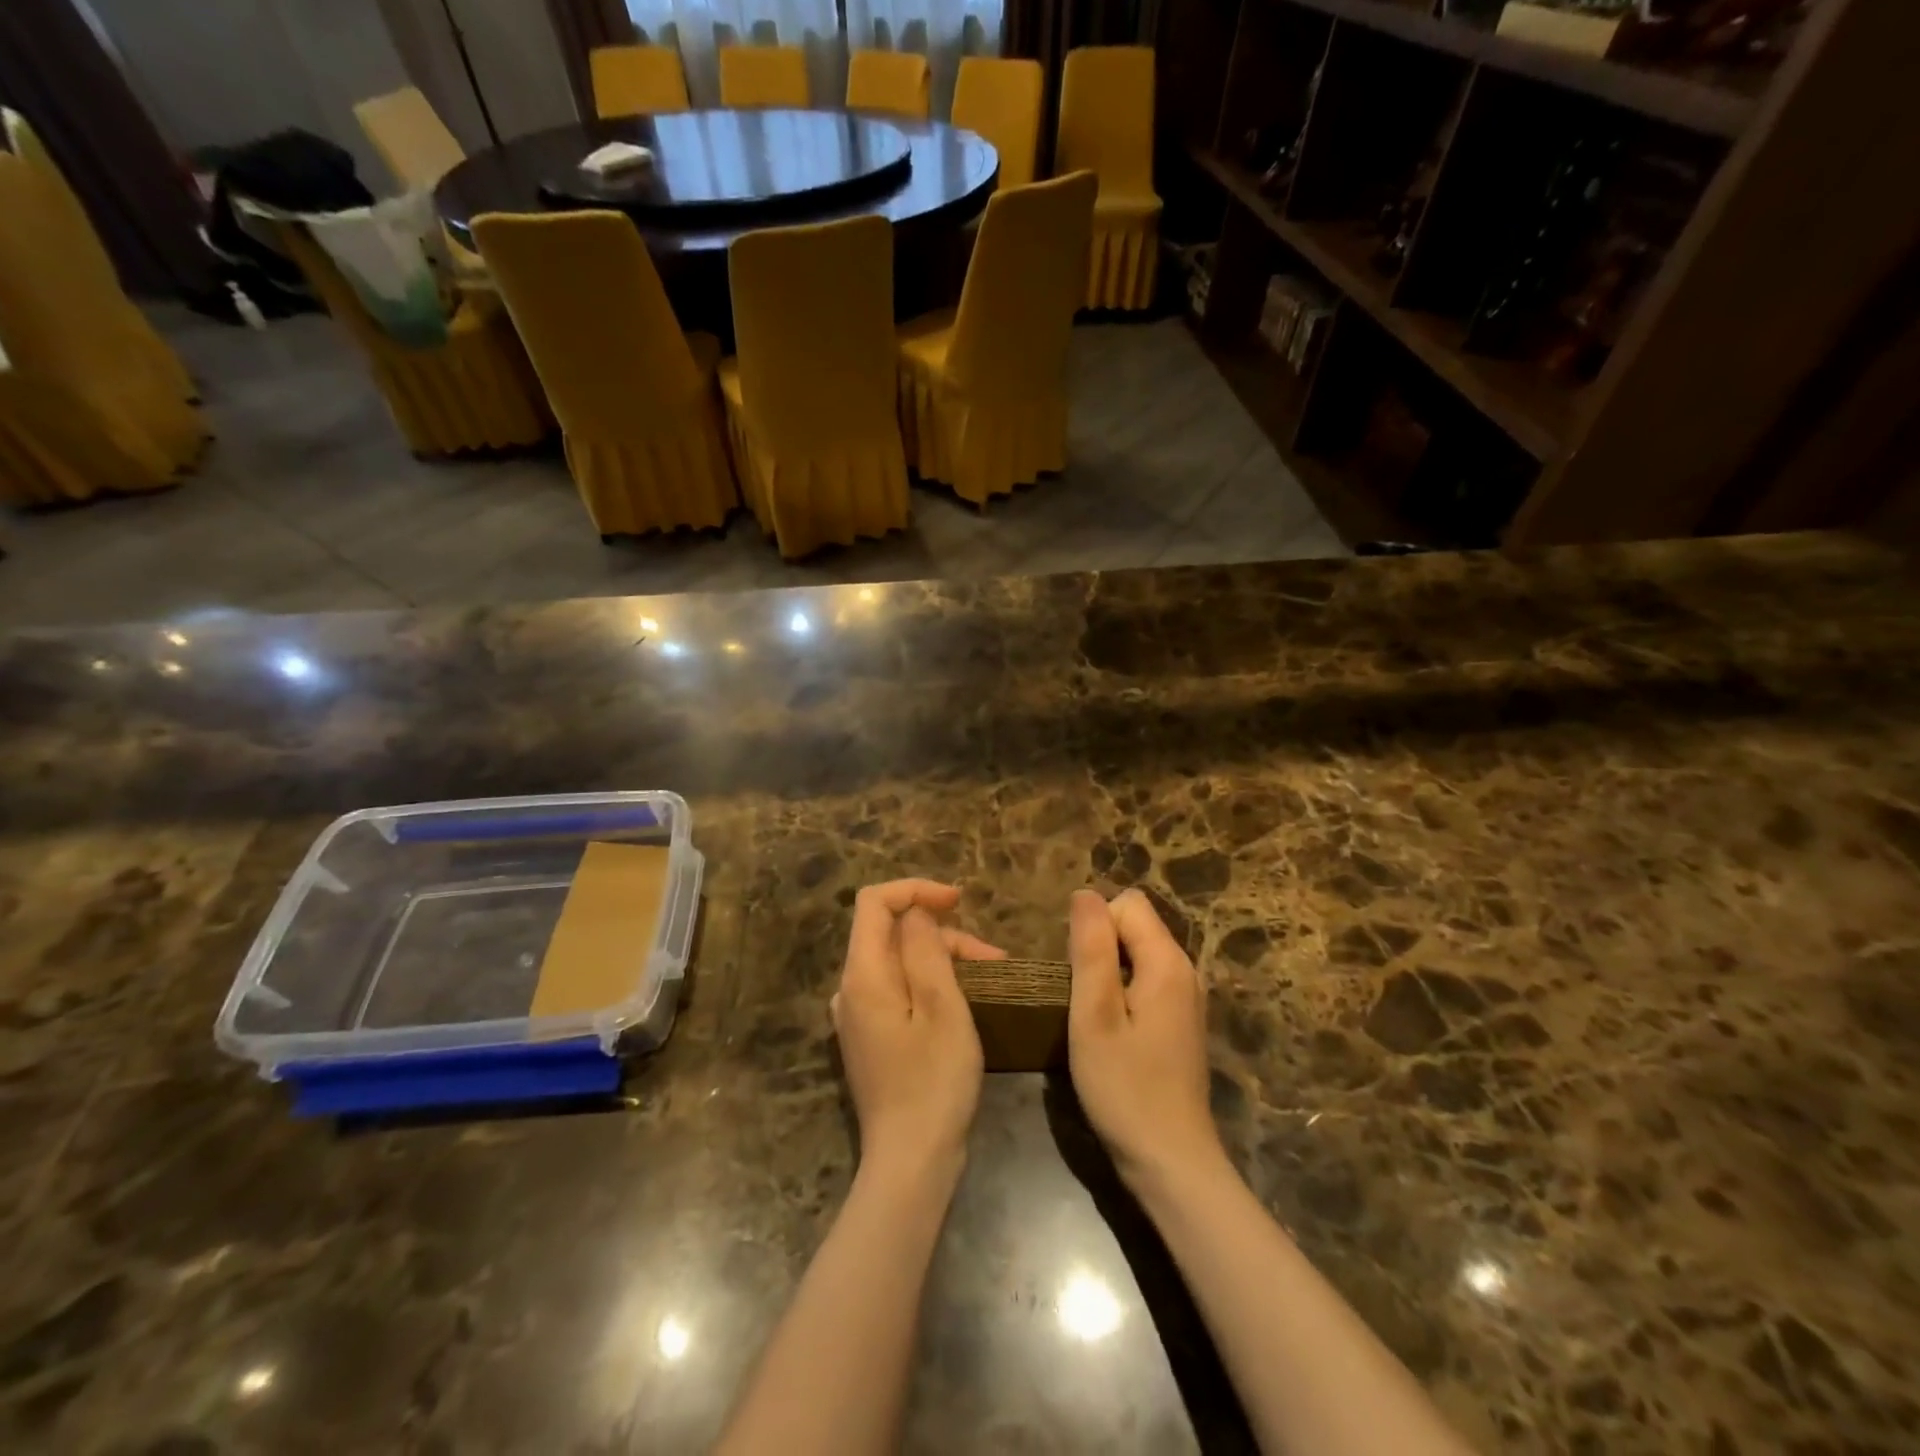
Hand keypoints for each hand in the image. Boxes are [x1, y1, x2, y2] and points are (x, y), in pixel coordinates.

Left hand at [831, 880, 1004, 1177]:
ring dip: (943, 958)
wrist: (911, 1163)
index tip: (959, 901)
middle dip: (941, 933)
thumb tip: (916, 913)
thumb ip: (926, 949)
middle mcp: (850, 988)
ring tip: (991, 978)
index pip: (874, 902)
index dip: (915, 890)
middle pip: (891, 932)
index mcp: (862, 974)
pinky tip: (963, 1000)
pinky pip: (898, 988)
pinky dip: (930, 982)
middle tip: (992, 958)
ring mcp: (857, 1015)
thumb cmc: (934, 1081)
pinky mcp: (870, 1037)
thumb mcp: (942, 1007)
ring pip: (899, 961)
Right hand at [1067, 888, 1223, 1191]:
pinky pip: (1145, 981)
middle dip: (1099, 948)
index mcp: (1168, 962)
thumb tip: (1085, 894)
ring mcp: (1186, 999)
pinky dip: (1122, 994)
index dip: (1095, 927)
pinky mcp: (1180, 1022)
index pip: (1127, 904)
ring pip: (1137, 954)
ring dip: (1107, 973)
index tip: (1078, 974)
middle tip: (1082, 1000)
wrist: (1171, 1162)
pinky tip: (1112, 1034)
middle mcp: (1185, 971)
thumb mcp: (1095, 1015)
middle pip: (1135, 926)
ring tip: (1092, 1018)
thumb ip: (1090, 949)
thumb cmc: (1125, 1088)